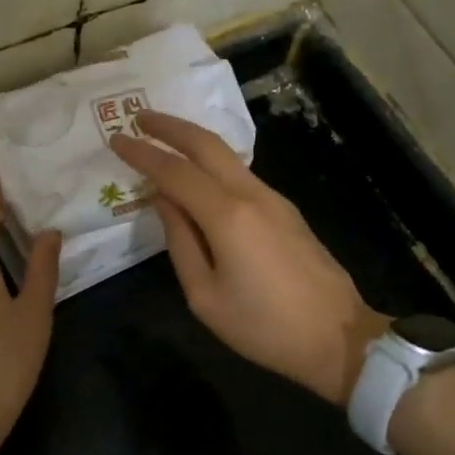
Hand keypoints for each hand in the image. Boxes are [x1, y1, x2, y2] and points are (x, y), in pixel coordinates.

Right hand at [110, 112, 387, 406]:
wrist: (338, 337)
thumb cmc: (264, 327)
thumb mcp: (205, 296)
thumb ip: (180, 241)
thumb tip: (163, 200)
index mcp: (227, 216)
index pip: (175, 172)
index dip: (143, 154)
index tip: (116, 139)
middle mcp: (251, 195)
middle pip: (206, 145)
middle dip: (171, 127)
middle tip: (140, 117)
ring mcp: (274, 199)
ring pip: (227, 156)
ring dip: (193, 141)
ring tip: (164, 139)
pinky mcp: (287, 211)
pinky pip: (241, 175)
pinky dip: (213, 164)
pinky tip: (199, 175)